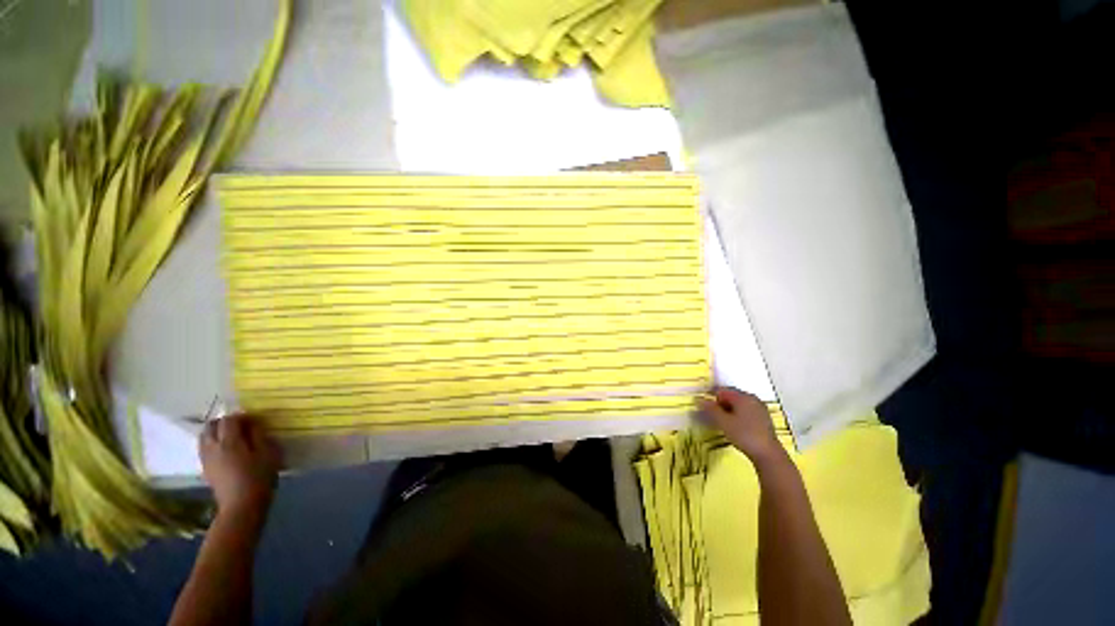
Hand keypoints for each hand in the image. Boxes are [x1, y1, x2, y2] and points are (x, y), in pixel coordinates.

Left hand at [199, 415, 279, 516]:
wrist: (241, 506)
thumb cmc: (259, 477)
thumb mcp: (268, 453)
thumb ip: (259, 436)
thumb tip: (252, 424)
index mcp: (229, 442)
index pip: (229, 419)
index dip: (242, 416)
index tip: (254, 421)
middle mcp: (212, 447)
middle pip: (211, 425)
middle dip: (225, 422)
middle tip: (242, 427)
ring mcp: (206, 458)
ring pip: (204, 436)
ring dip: (216, 432)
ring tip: (233, 437)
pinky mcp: (205, 468)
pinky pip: (204, 447)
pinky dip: (213, 442)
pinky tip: (226, 450)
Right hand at [699, 387, 784, 466]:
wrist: (768, 454)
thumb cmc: (744, 435)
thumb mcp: (723, 422)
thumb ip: (710, 409)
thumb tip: (698, 399)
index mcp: (743, 397)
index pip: (722, 390)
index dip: (710, 396)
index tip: (702, 405)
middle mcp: (752, 399)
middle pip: (731, 396)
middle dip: (719, 403)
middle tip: (711, 415)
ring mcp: (759, 409)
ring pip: (738, 404)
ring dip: (728, 410)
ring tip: (721, 422)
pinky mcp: (763, 419)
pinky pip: (746, 411)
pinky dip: (737, 415)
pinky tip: (734, 426)